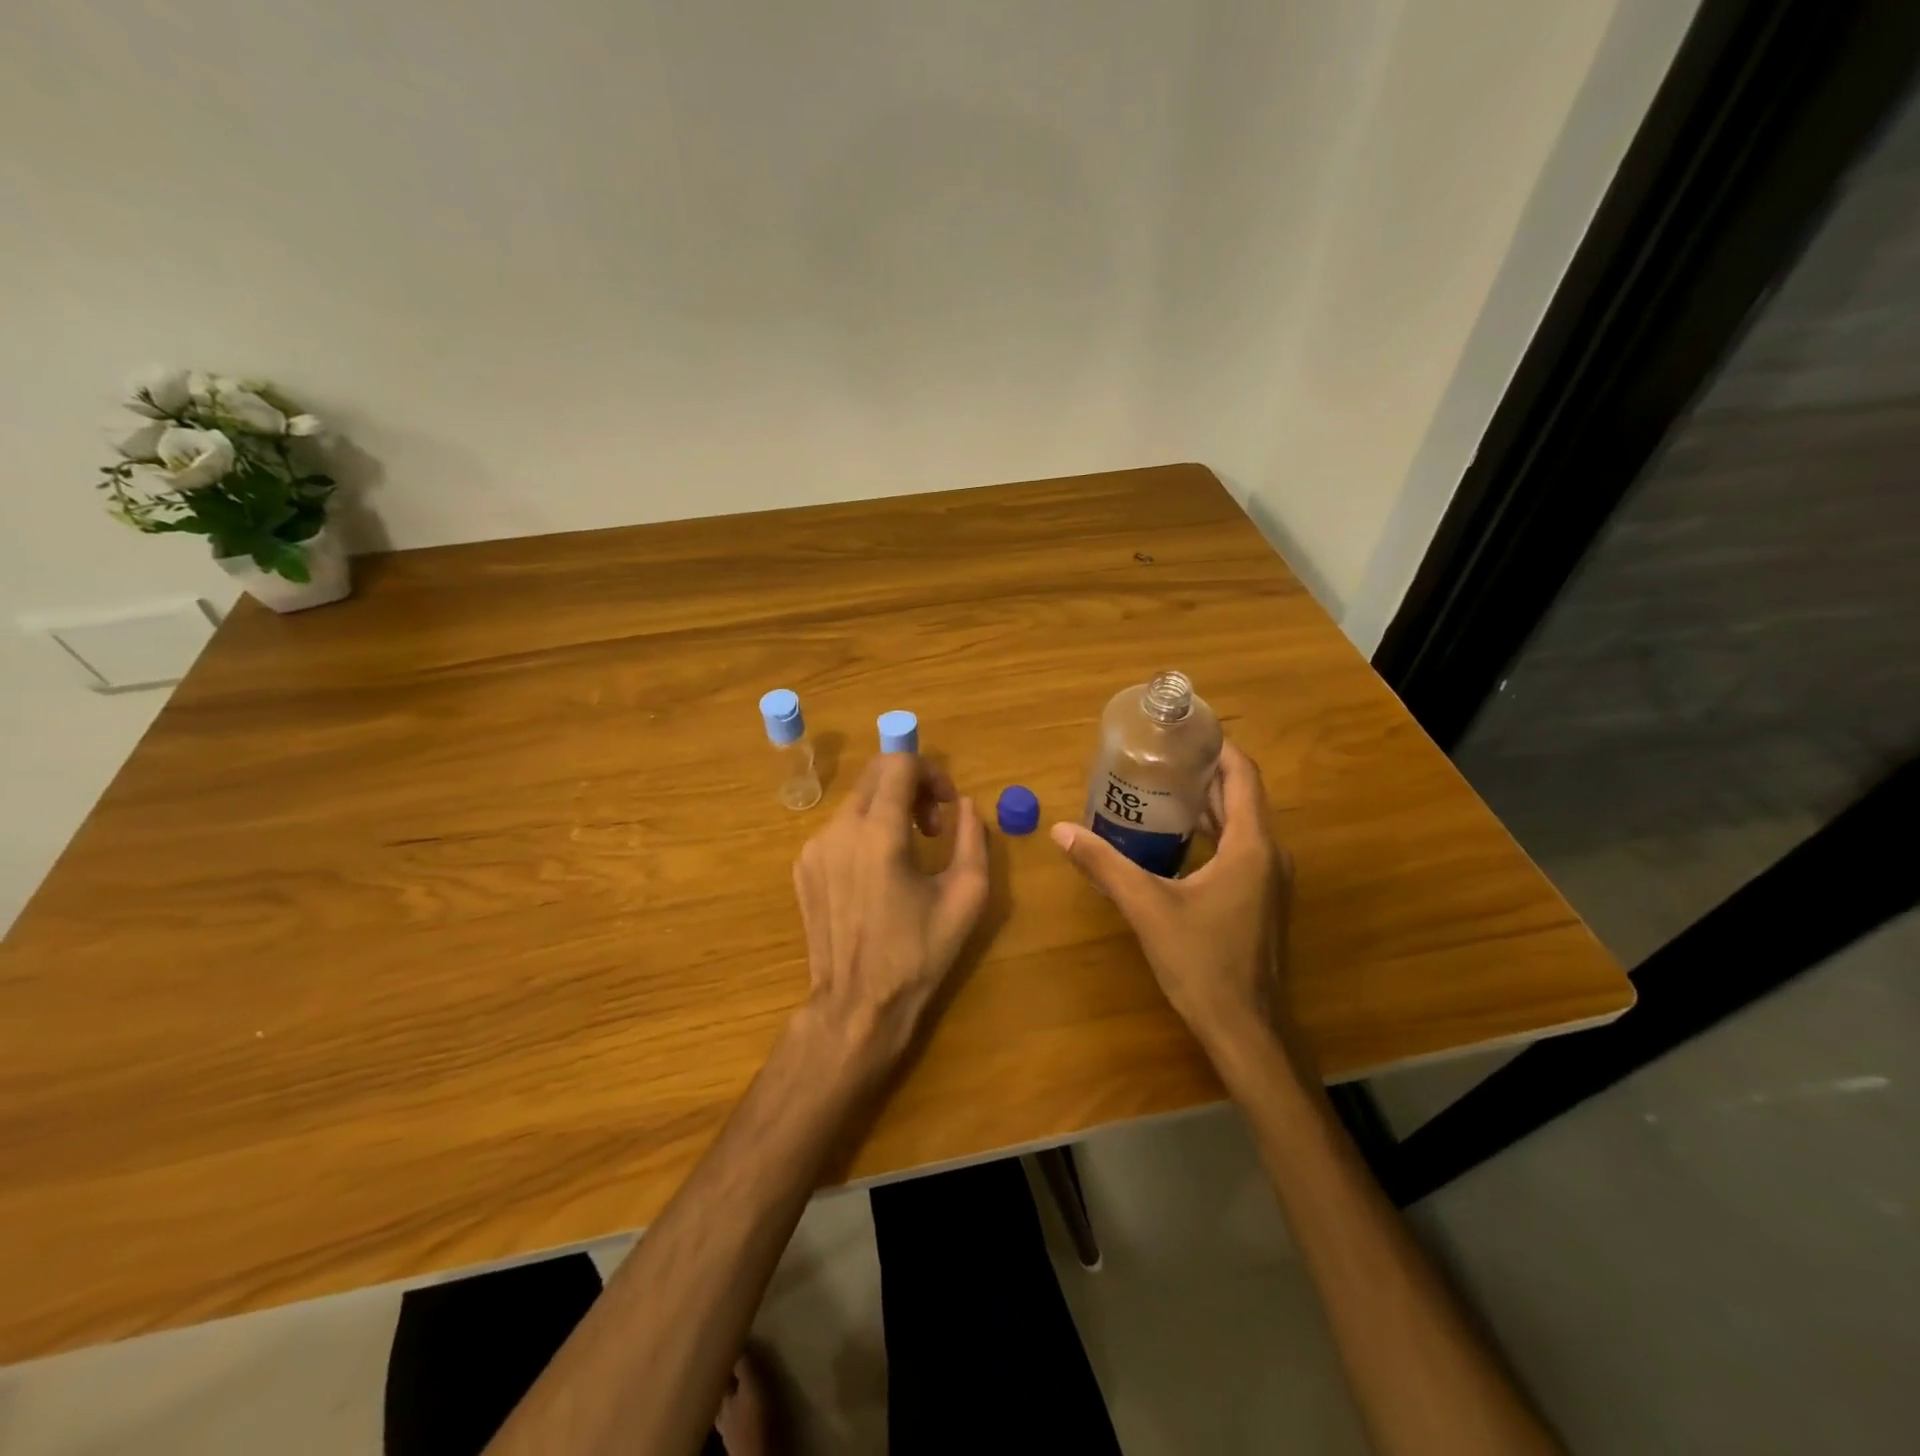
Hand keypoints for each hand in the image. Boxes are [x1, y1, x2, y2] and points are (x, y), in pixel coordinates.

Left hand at [791, 753, 990, 1071]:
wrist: (857, 1004)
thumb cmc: (918, 953)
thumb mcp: (966, 896)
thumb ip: (972, 838)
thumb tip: (963, 805)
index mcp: (879, 833)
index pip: (900, 764)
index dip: (932, 773)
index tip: (947, 806)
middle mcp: (839, 829)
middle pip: (875, 775)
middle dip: (910, 786)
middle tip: (931, 826)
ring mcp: (814, 848)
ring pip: (857, 801)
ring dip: (888, 809)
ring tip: (908, 853)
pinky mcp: (803, 867)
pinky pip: (838, 829)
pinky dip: (865, 832)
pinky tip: (878, 873)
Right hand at [1050, 740, 1296, 1062]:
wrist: (1245, 1030)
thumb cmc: (1202, 964)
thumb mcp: (1147, 908)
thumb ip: (1105, 864)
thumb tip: (1061, 830)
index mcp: (1251, 847)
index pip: (1243, 776)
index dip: (1217, 747)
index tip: (1182, 730)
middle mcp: (1269, 856)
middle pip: (1241, 796)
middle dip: (1204, 772)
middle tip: (1158, 756)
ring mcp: (1268, 880)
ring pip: (1240, 824)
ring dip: (1207, 803)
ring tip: (1160, 787)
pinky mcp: (1260, 900)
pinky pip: (1239, 849)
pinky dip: (1211, 832)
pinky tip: (1174, 838)